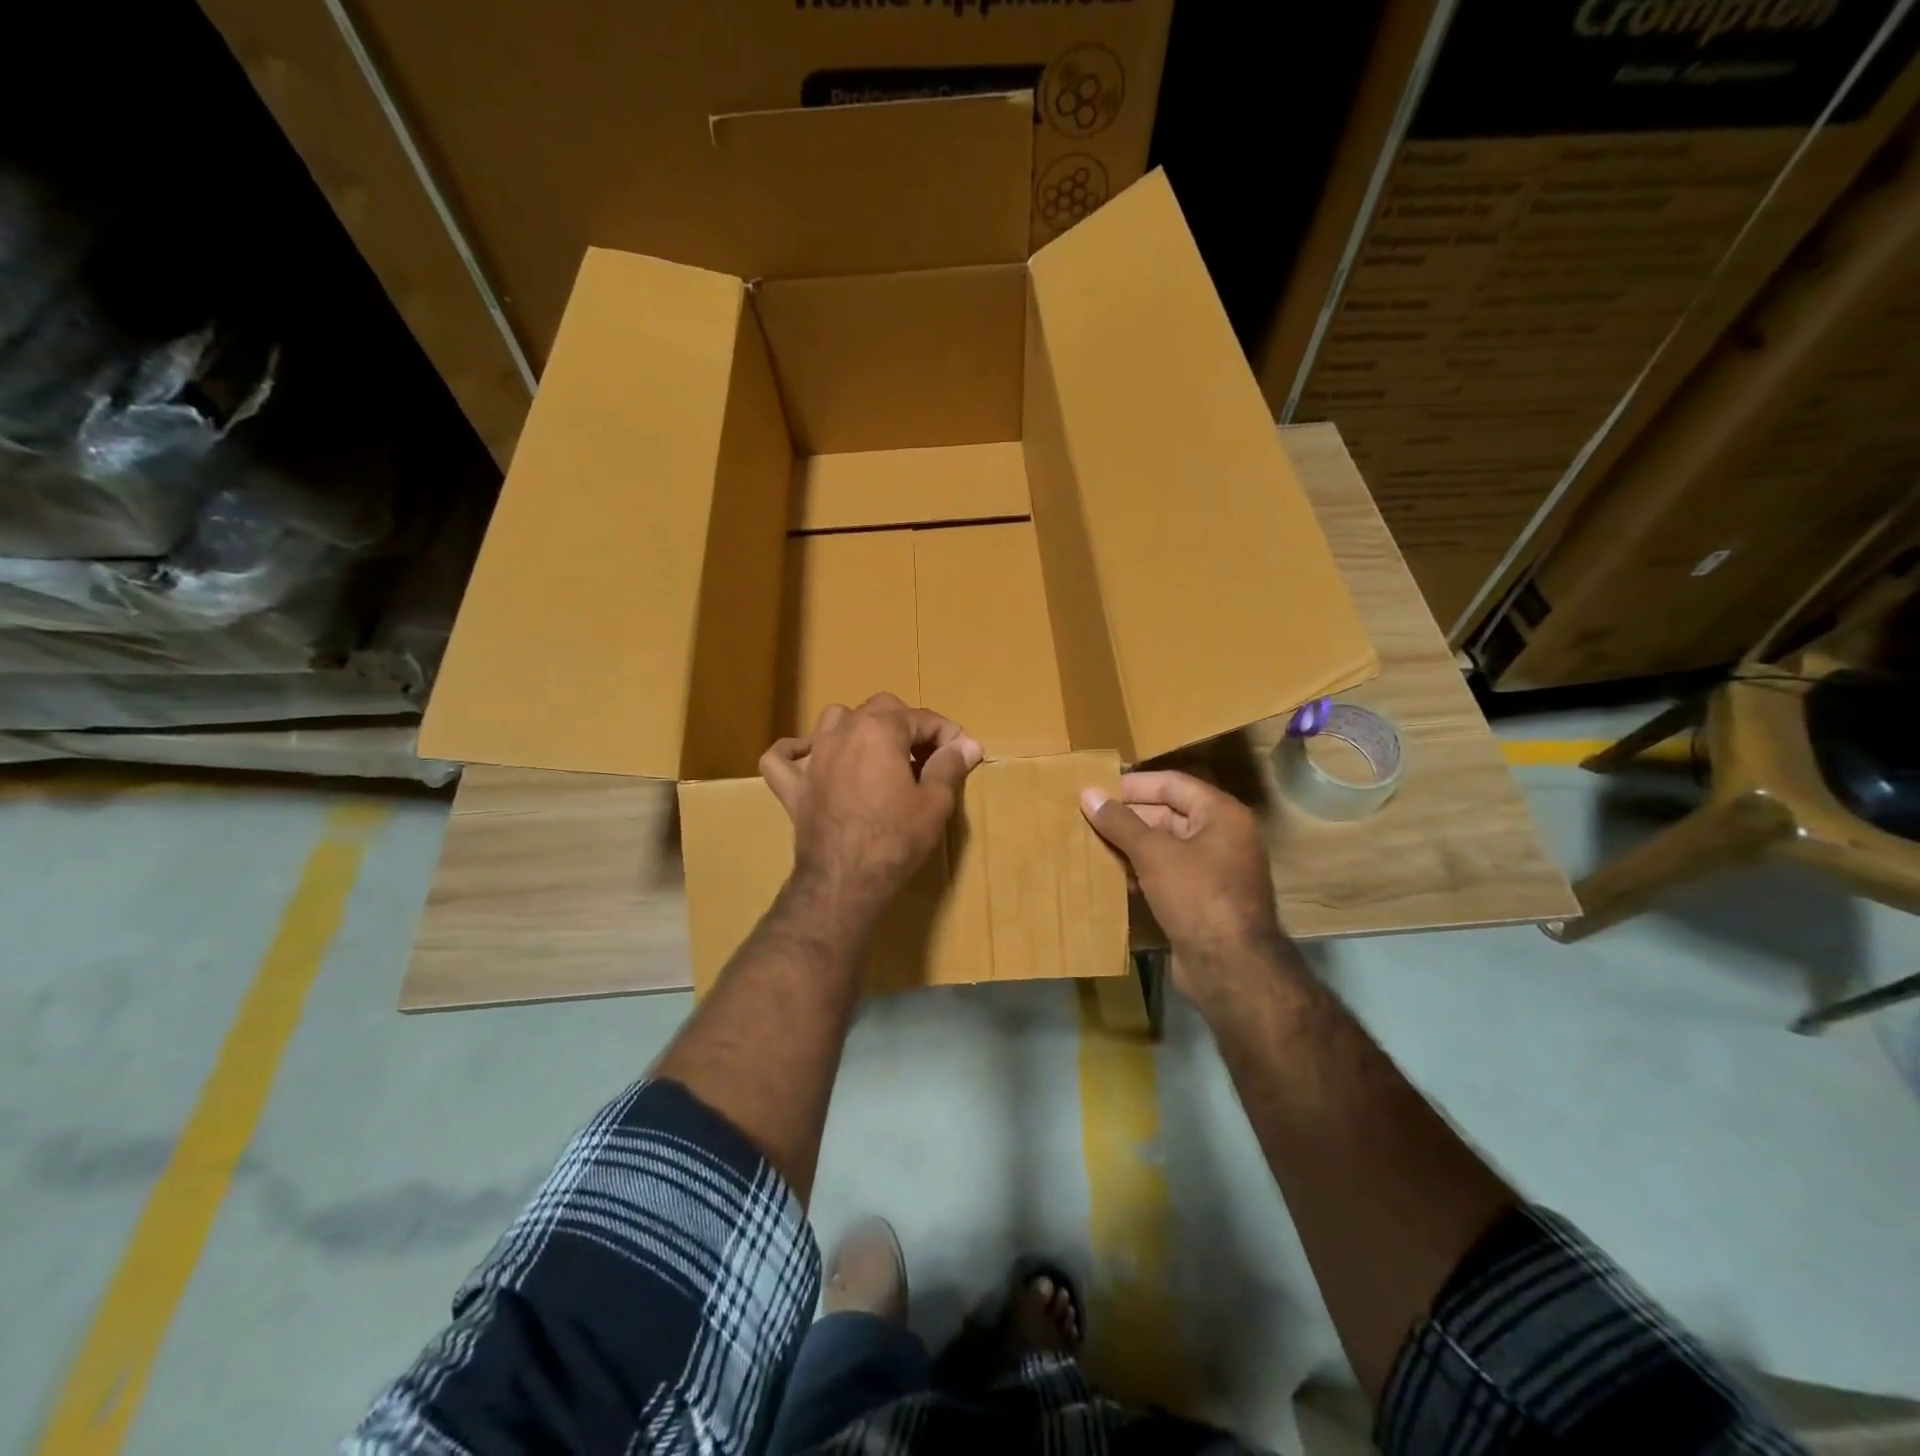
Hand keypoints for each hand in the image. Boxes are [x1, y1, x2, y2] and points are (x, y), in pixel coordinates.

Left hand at [761, 693, 982, 919]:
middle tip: (927, 757)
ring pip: (833, 719)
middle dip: (907, 725)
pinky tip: (808, 757)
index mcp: (880, 730)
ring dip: (858, 727)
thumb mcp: (935, 803)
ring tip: (878, 753)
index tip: (963, 753)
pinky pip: (781, 757)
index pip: (921, 717)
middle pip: (880, 708)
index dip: (947, 733)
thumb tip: (966, 744)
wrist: (844, 881)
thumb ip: (949, 766)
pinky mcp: (793, 786)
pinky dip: (794, 752)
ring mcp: (813, 757)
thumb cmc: (895, 840)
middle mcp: (842, 732)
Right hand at [1080, 770, 1290, 1004]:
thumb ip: (1119, 822)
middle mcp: (1222, 836)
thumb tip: (1087, 793)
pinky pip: (1167, 874)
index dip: (1134, 785)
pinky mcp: (1202, 899)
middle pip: (1168, 813)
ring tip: (1091, 844)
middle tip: (1087, 818)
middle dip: (1128, 817)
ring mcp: (1214, 870)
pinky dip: (1142, 871)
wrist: (1230, 968)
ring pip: (1165, 846)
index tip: (1097, 789)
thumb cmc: (1196, 895)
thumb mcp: (1153, 853)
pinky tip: (1112, 876)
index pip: (1172, 784)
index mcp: (1221, 814)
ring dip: (1131, 846)